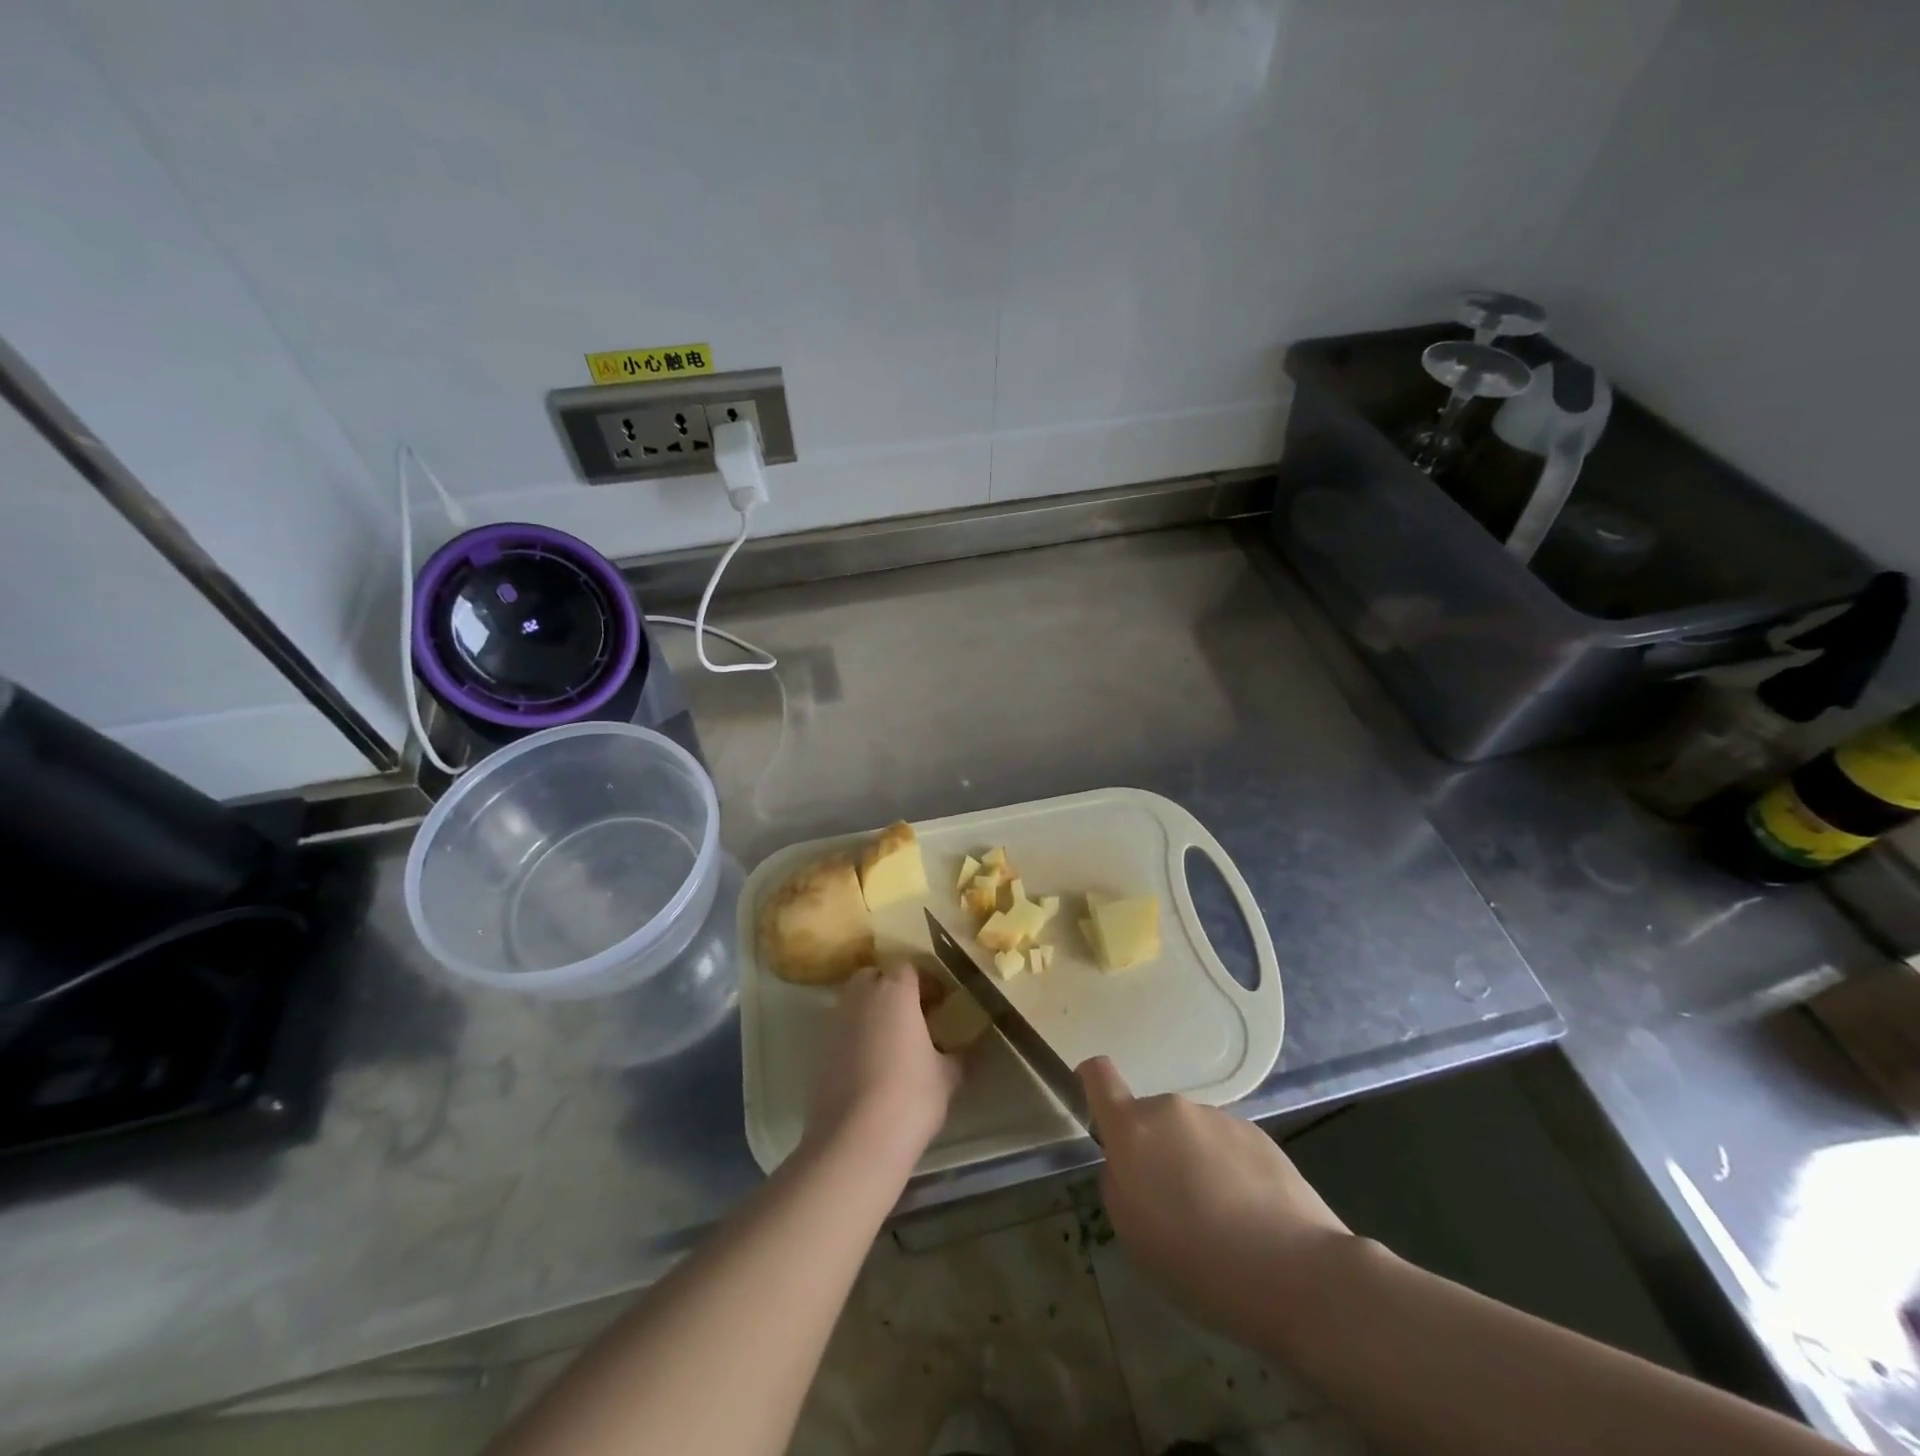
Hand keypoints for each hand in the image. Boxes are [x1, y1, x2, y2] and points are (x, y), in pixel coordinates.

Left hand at [805, 963, 963, 1165]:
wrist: (856, 1139)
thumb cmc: (910, 1096)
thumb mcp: (947, 1076)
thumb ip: (957, 1055)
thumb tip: (966, 1050)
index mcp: (895, 991)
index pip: (909, 968)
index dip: (925, 982)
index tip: (939, 1003)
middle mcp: (861, 997)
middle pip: (875, 977)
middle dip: (891, 988)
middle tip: (913, 1015)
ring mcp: (836, 1022)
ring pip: (854, 1001)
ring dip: (871, 1011)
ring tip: (891, 1040)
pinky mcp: (820, 1050)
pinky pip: (841, 1029)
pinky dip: (855, 1036)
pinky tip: (871, 1064)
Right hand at [1079, 1056, 1351, 1341]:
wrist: (1296, 1273)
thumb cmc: (1198, 1262)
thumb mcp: (1133, 1235)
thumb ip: (1120, 1184)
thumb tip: (1132, 1166)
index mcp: (1133, 1130)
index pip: (1100, 1077)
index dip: (1090, 1081)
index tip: (1093, 1102)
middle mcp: (1172, 1110)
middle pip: (1151, 1120)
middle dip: (1155, 1151)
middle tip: (1175, 1207)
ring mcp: (1219, 1118)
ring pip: (1192, 1135)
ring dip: (1195, 1163)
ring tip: (1221, 1221)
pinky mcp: (1258, 1134)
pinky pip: (1228, 1147)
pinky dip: (1230, 1172)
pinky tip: (1252, 1218)